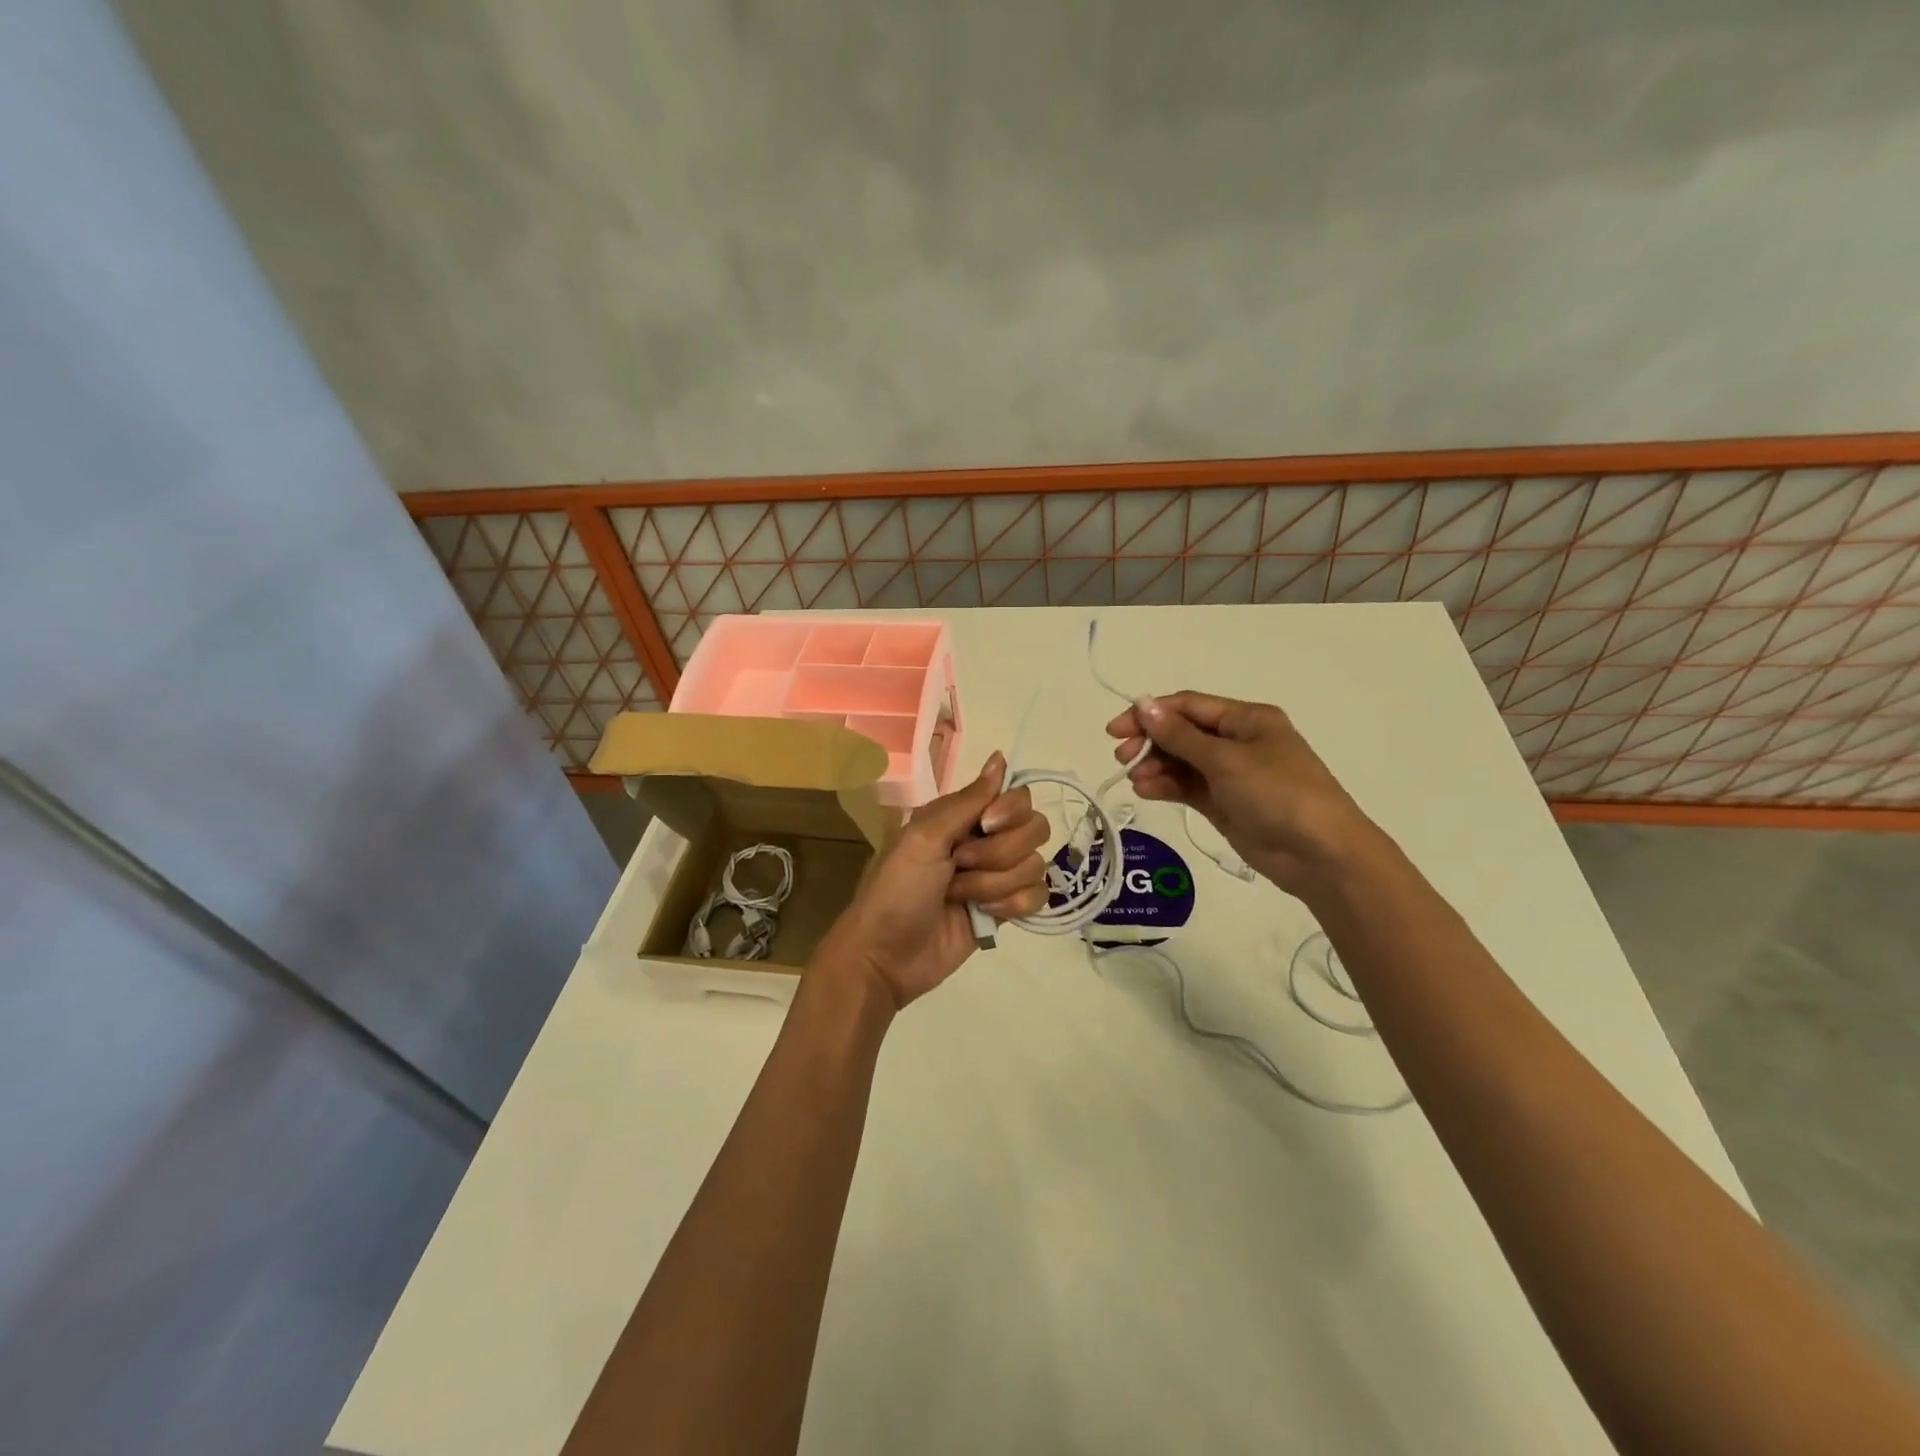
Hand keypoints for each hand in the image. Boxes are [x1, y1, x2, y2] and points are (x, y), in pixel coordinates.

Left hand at [812, 752, 1048, 1009]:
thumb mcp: (924, 837)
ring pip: (1035, 865)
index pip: (1018, 797)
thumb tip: (1000, 757)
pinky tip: (983, 915)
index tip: (987, 826)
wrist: (886, 955)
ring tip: (960, 897)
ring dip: (995, 884)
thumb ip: (968, 800)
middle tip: (961, 866)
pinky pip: (1037, 896)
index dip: (1010, 812)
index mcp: (963, 816)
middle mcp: (985, 840)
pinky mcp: (1005, 910)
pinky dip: (1011, 906)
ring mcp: (997, 876)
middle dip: (1000, 853)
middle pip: (1034, 829)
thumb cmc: (896, 889)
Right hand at [1106, 692, 1373, 898]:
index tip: (1116, 730)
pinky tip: (1146, 791)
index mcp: (1247, 719)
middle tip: (1121, 758)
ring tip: (1136, 779)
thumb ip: (1180, 736)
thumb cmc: (1278, 794)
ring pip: (1182, 762)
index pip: (1188, 707)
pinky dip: (1166, 787)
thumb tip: (1143, 705)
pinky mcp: (1224, 804)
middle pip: (1182, 733)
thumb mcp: (1226, 760)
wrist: (1320, 855)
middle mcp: (1238, 742)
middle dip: (1150, 742)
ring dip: (1155, 766)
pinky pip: (1187, 787)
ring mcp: (1231, 775)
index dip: (1150, 713)